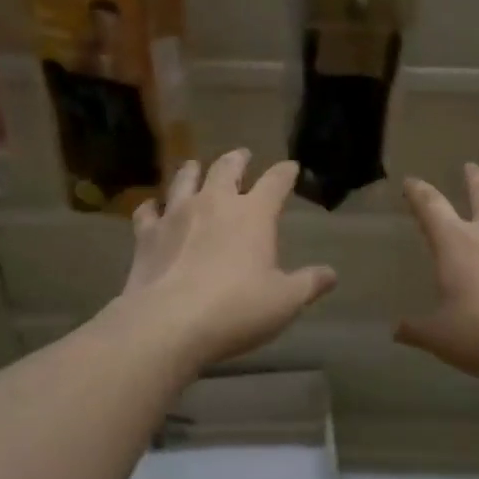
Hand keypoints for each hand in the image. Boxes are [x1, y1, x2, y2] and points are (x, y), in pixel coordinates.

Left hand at [116, 151, 337, 371]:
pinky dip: (153, 206)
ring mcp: (176, 214)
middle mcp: (215, 203)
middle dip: (237, 159)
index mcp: (254, 214)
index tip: (291, 167)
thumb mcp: (284, 301)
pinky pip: (148, 210)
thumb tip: (331, 274)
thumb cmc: (236, 309)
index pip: (275, 182)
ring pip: (185, 179)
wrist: (169, 323)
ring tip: (195, 166)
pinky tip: (153, 208)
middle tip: (242, 155)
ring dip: (193, 171)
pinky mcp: (147, 234)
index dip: (285, 173)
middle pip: (226, 168)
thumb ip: (309, 284)